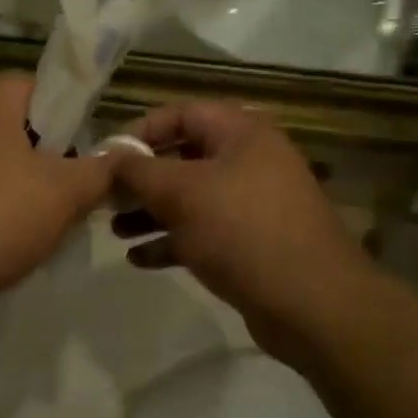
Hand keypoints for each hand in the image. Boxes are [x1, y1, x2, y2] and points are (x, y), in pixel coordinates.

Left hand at [0, 75, 119, 307]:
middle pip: (12, 127)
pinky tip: (4, 244)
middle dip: (45, 154)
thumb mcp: (64, 193)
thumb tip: (124, 154)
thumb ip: (100, 170)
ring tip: (44, 222)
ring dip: (18, 187)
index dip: (63, 106)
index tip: (83, 140)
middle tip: (71, 185)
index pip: (31, 83)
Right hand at [110, 102, 367, 354]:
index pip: (182, 114)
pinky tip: (139, 259)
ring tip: (115, 230)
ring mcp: (253, 203)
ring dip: (152, 212)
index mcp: (241, 132)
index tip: (107, 156)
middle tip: (105, 198)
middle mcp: (250, 160)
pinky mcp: (253, 243)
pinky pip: (204, 231)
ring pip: (192, 198)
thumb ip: (139, 171)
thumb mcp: (182, 193)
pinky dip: (173, 240)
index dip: (141, 130)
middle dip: (142, 178)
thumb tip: (109, 156)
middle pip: (184, 157)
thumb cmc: (242, 230)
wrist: (312, 303)